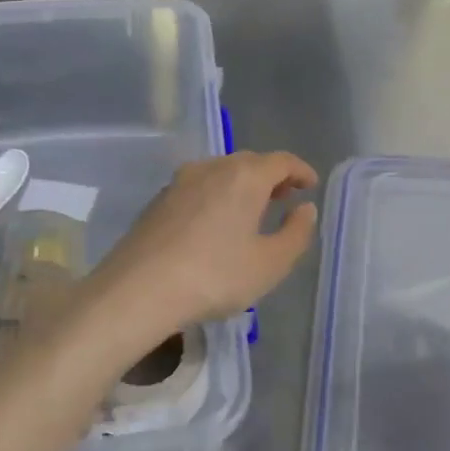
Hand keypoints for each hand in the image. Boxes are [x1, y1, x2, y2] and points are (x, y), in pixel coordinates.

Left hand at [83, 151, 318, 351]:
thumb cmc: (215, 276)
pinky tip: (215, 225)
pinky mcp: (157, 202)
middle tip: (284, 198)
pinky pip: (197, 190)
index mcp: (244, 176)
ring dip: (240, 187)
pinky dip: (215, 198)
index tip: (310, 185)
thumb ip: (296, 233)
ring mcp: (179, 182)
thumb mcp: (270, 264)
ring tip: (251, 212)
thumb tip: (305, 208)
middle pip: (248, 163)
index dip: (300, 171)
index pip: (281, 161)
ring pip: (219, 174)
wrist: (139, 289)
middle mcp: (211, 168)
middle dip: (270, 177)